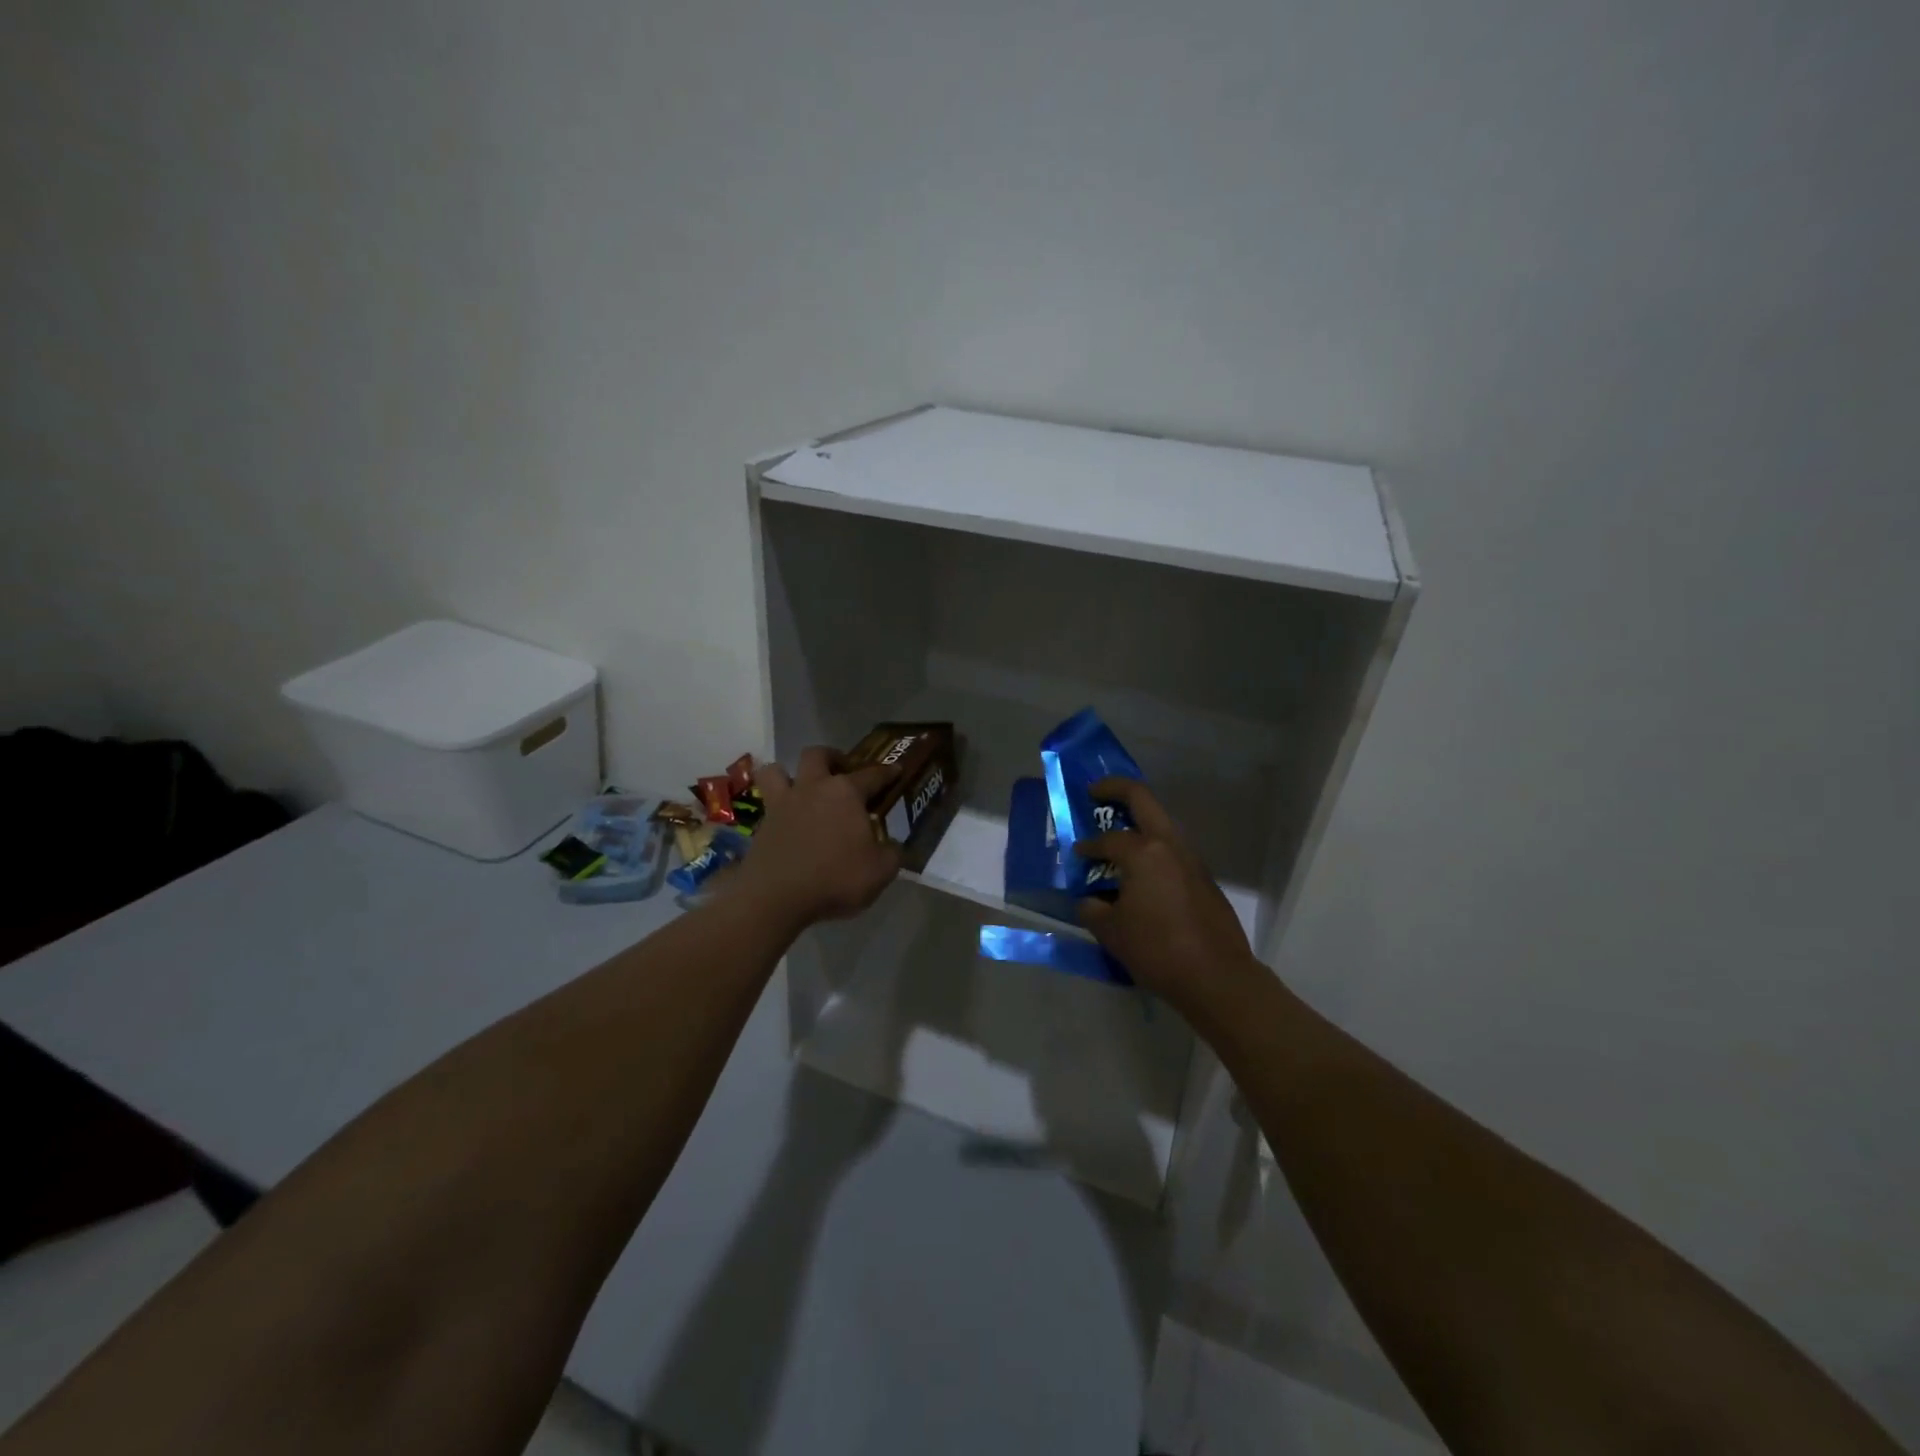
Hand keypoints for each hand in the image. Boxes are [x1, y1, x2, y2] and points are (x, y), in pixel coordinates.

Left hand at [731, 747, 903, 924]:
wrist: (777, 898)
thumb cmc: (835, 879)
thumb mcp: (880, 871)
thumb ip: (892, 853)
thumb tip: (894, 846)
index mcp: (846, 793)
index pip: (873, 775)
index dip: (888, 772)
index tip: (897, 770)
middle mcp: (813, 788)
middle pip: (818, 755)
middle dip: (831, 758)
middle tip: (841, 771)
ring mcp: (783, 804)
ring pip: (777, 770)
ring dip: (789, 773)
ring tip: (802, 788)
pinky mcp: (761, 824)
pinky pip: (766, 804)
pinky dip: (776, 807)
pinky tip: (787, 821)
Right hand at [1074, 778, 1262, 1014]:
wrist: (1217, 977)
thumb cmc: (1158, 950)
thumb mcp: (1112, 932)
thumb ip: (1093, 909)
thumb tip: (1089, 901)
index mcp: (1144, 853)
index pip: (1107, 839)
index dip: (1087, 846)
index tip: (1076, 854)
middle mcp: (1170, 846)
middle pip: (1143, 799)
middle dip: (1116, 789)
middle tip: (1095, 792)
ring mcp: (1192, 860)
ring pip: (1162, 824)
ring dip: (1139, 821)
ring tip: (1117, 836)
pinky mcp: (1204, 878)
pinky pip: (1173, 851)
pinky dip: (1154, 849)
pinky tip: (1142, 874)